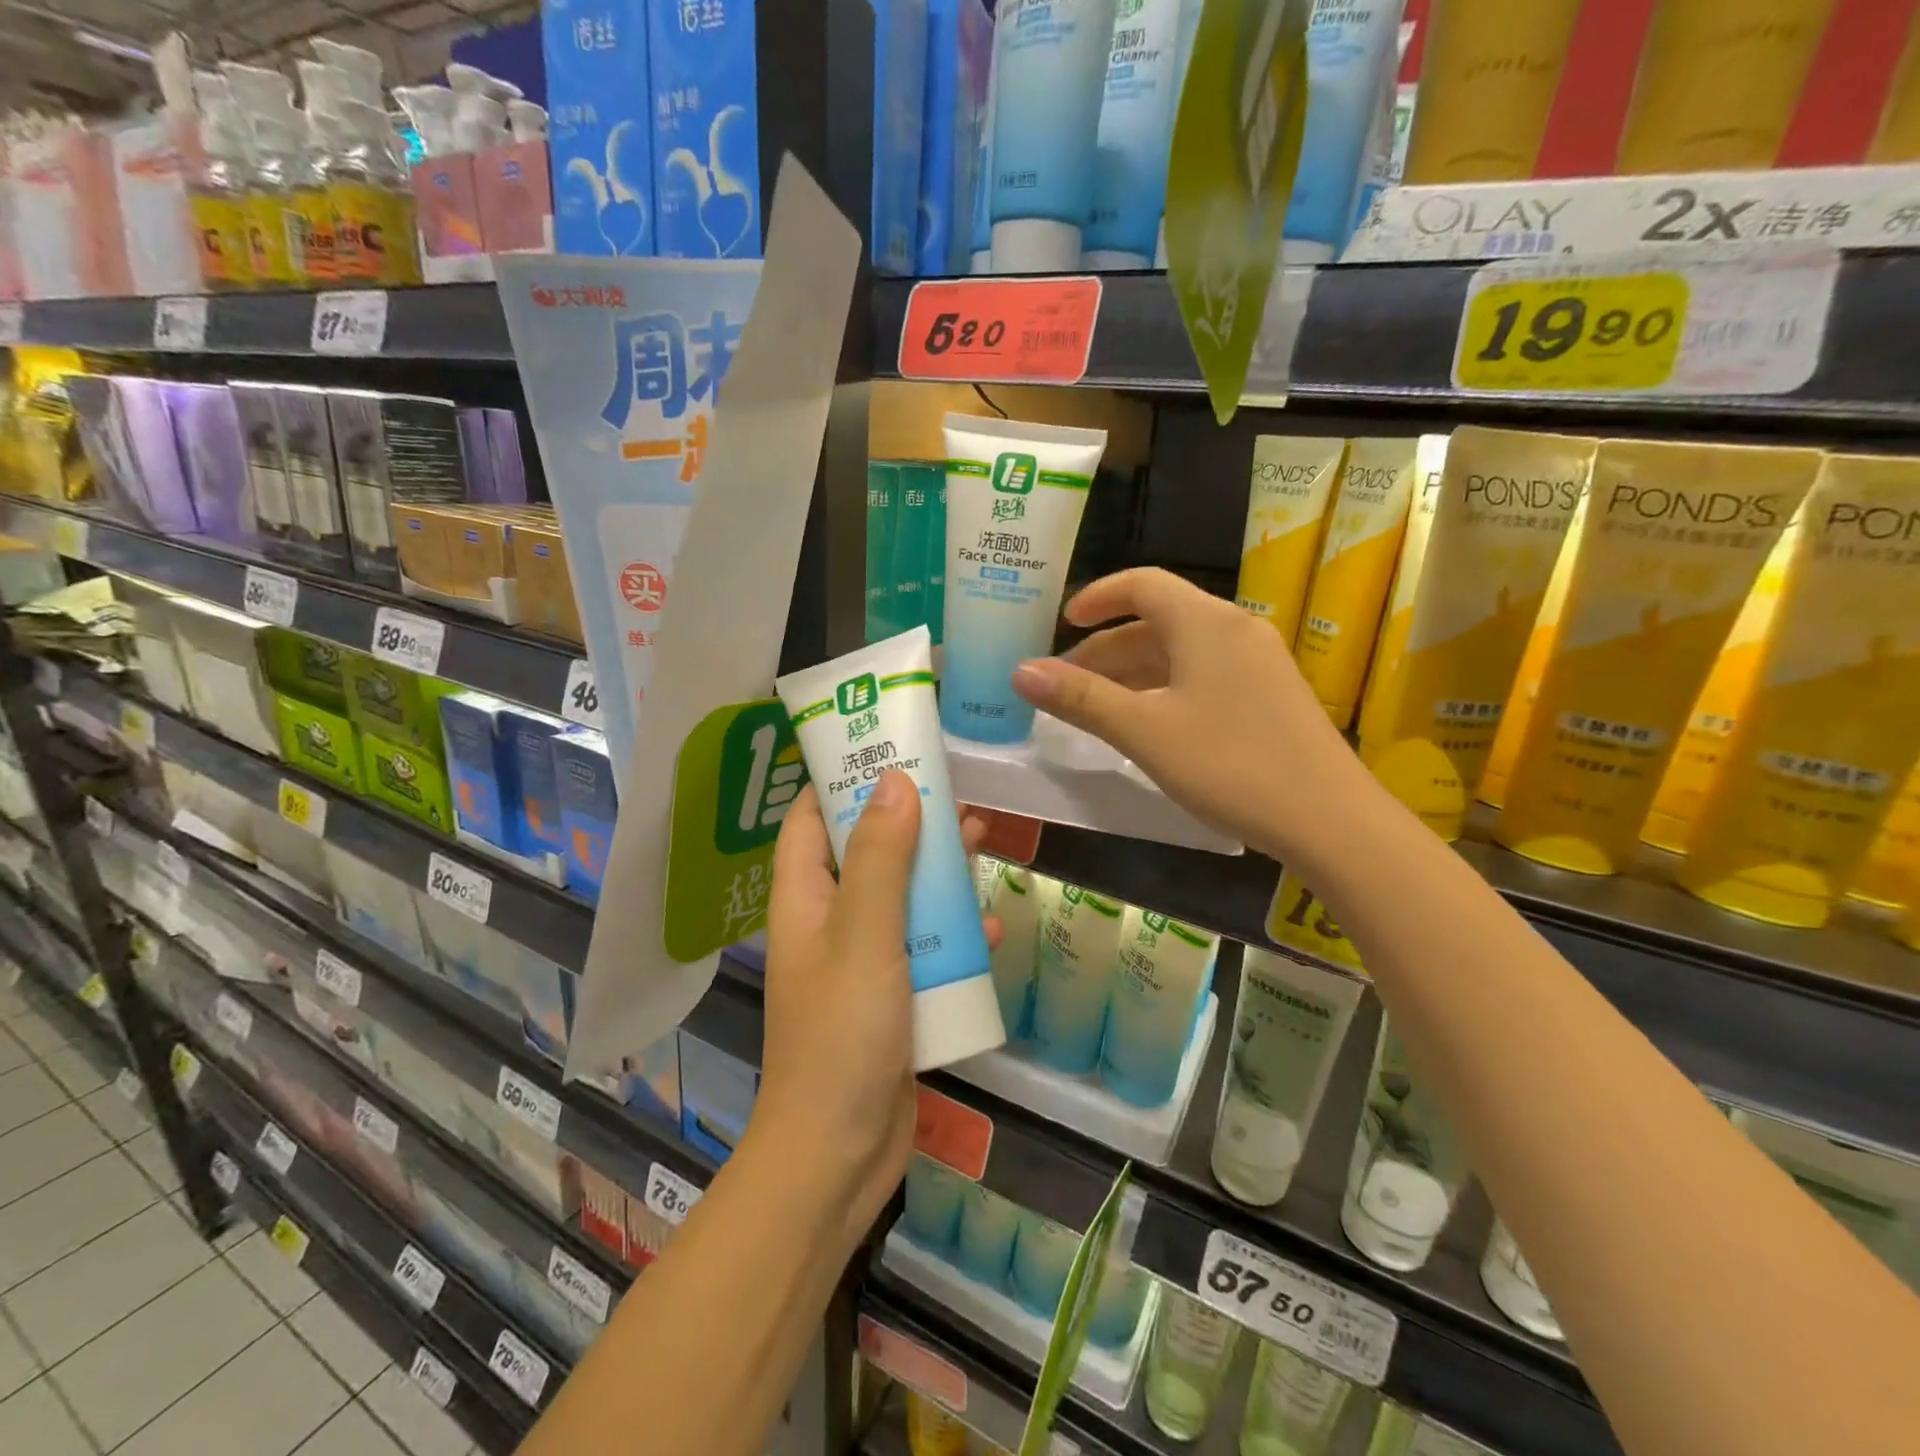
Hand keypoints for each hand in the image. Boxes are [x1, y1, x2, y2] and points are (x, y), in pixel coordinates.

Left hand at [756, 773, 997, 1250]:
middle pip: (865, 850)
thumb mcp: (865, 935)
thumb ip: (881, 859)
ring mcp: (862, 960)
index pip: (810, 818)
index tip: (885, 747)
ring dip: (936, 870)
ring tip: (980, 840)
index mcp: (805, 898)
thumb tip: (895, 782)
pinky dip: (951, 931)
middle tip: (951, 791)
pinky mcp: (893, 994)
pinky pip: (923, 945)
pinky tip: (987, 926)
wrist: (840, 1153)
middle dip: (905, 819)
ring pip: (901, 895)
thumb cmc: (843, 1034)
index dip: (839, 779)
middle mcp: (829, 921)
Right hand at [1010, 568, 1368, 863]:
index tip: (1062, 623)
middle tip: (1065, 683)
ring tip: (1095, 707)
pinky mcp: (1270, 695)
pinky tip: (1148, 725)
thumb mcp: (1145, 732)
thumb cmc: (1231, 765)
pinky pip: (1203, 675)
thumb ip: (1082, 699)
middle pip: (1158, 621)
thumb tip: (1021, 671)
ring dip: (1133, 672)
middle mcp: (1234, 630)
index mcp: (1205, 623)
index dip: (1097, 597)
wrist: (1330, 819)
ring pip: (1180, 652)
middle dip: (1105, 648)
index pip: (1142, 585)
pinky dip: (1164, 688)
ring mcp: (1258, 663)